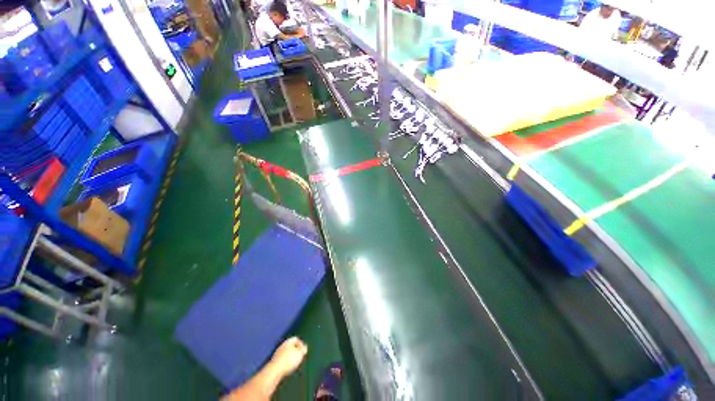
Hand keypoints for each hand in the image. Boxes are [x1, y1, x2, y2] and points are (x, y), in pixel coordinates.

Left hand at [270, 337, 307, 376]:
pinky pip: (282, 359)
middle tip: (299, 357)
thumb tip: (304, 347)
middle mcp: (282, 345)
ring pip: (286, 353)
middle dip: (295, 351)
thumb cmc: (289, 360)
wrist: (274, 371)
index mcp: (288, 341)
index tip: (303, 352)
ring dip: (290, 357)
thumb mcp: (300, 354)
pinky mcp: (274, 361)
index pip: (296, 339)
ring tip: (294, 364)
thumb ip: (303, 349)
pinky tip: (287, 368)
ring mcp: (277, 353)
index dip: (301, 344)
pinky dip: (285, 362)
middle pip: (290, 346)